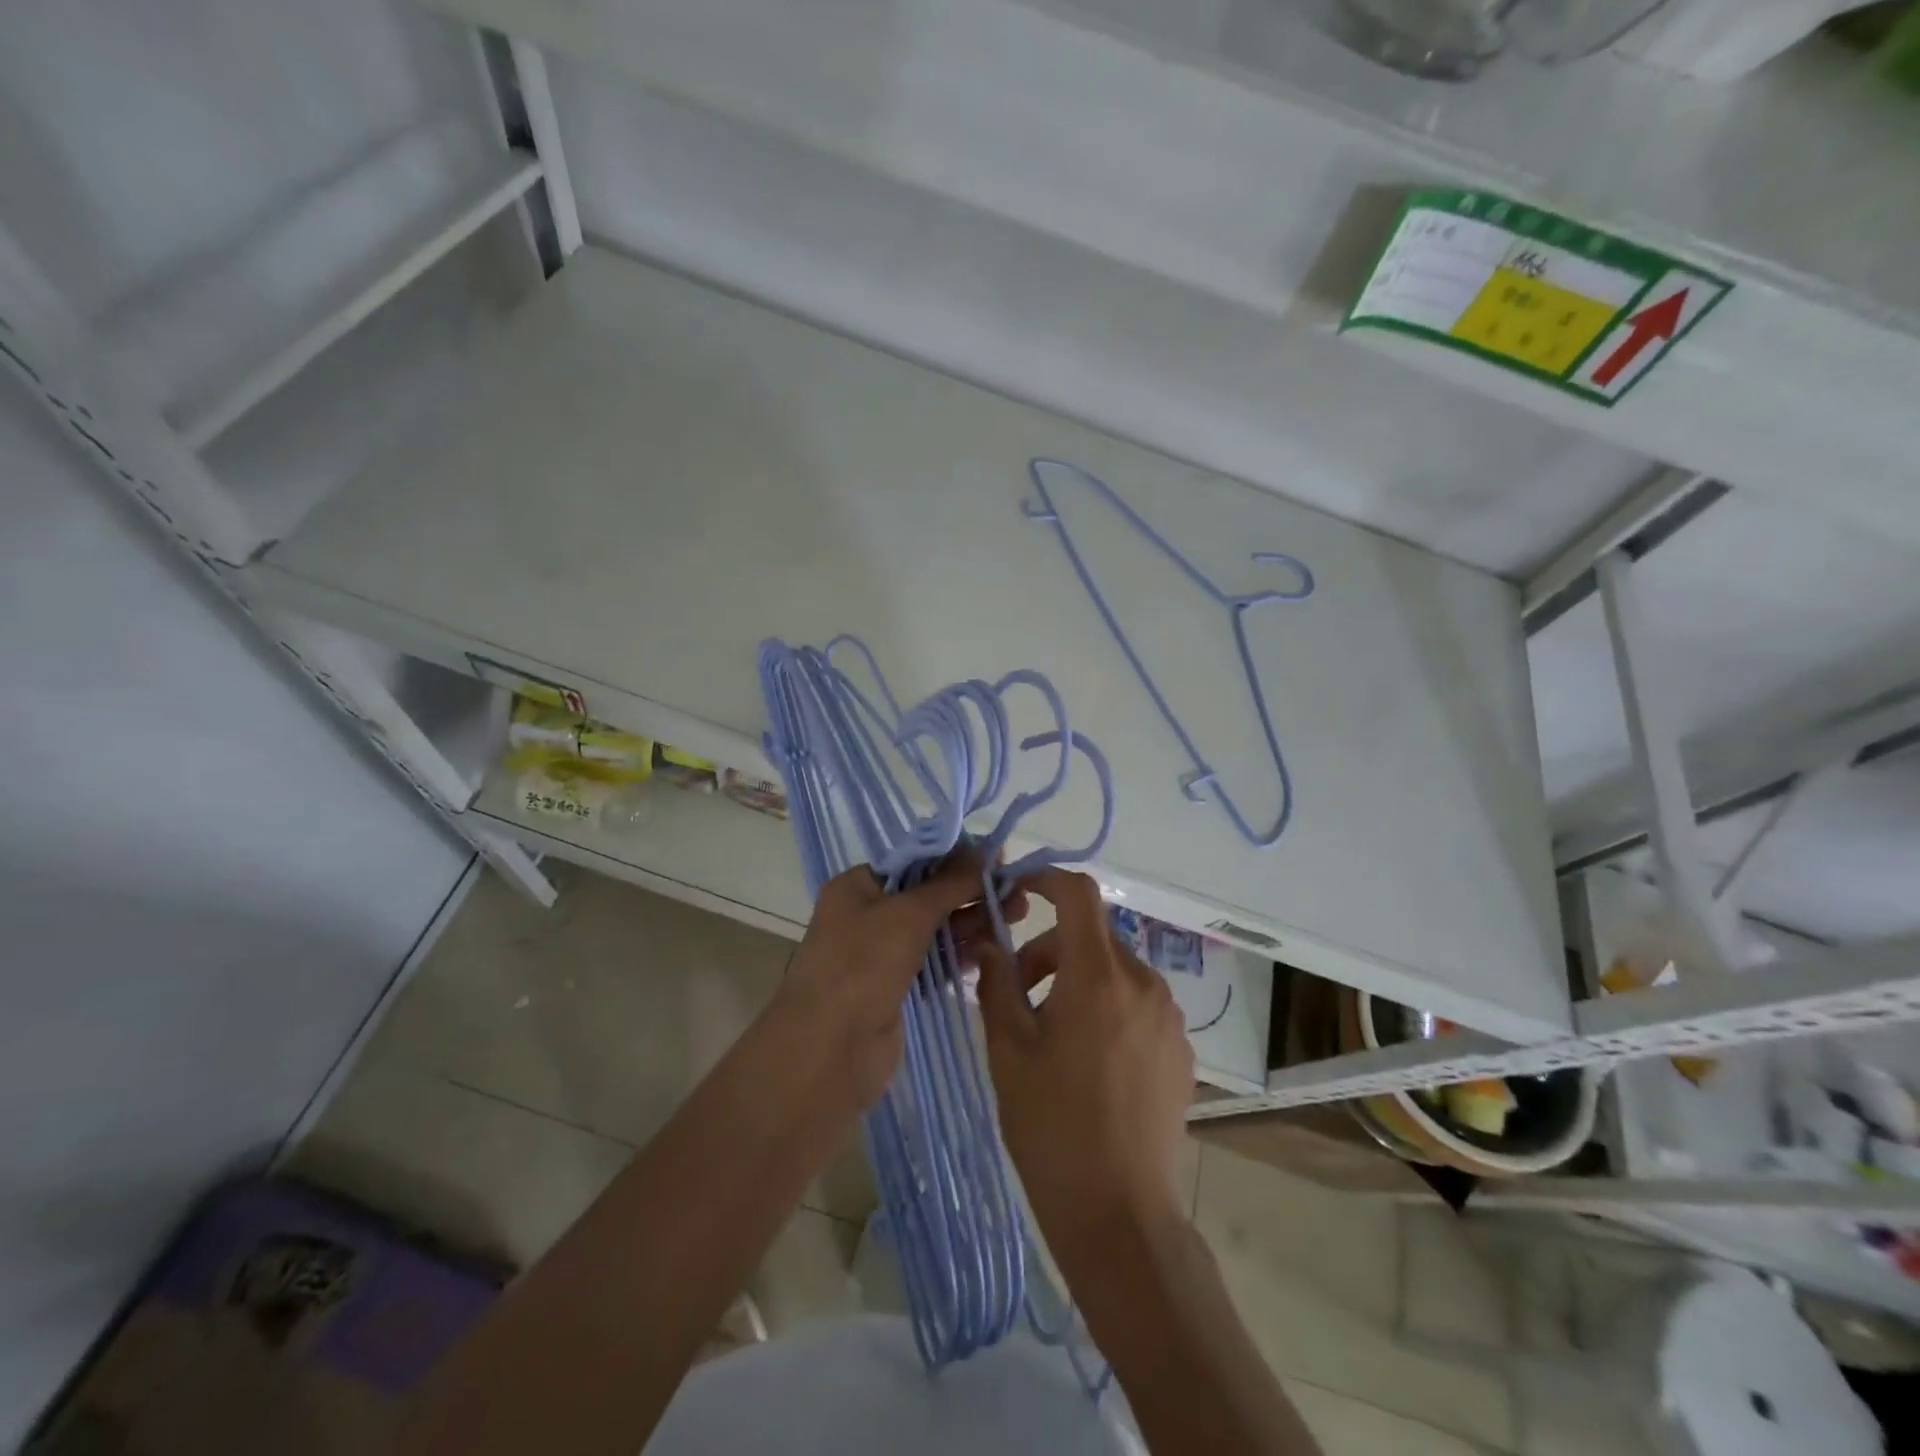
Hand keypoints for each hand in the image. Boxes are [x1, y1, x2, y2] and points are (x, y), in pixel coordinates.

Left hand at [775, 851, 1027, 1110]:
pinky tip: (993, 950)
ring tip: (1017, 917)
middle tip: (1018, 894)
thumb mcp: (908, 913)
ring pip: (935, 930)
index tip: (999, 860)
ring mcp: (881, 955)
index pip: (915, 861)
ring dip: (972, 922)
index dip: (957, 859)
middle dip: (971, 892)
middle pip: (928, 894)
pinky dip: (960, 954)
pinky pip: (935, 962)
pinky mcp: (897, 990)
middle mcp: (867, 915)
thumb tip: (988, 850)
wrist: (829, 1051)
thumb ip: (951, 882)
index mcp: (857, 886)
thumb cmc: (862, 965)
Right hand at [976, 869, 1193, 1256]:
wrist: (1119, 1212)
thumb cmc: (1051, 1125)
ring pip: (1114, 970)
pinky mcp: (1180, 1048)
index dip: (1046, 879)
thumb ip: (996, 983)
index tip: (1017, 892)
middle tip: (1017, 990)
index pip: (1079, 893)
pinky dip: (1107, 1007)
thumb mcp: (1007, 1049)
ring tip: (1051, 1031)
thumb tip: (991, 947)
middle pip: (1092, 936)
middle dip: (1050, 948)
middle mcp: (1142, 982)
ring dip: (1078, 979)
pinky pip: (1137, 1003)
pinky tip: (1090, 1060)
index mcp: (1098, 976)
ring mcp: (1168, 1016)